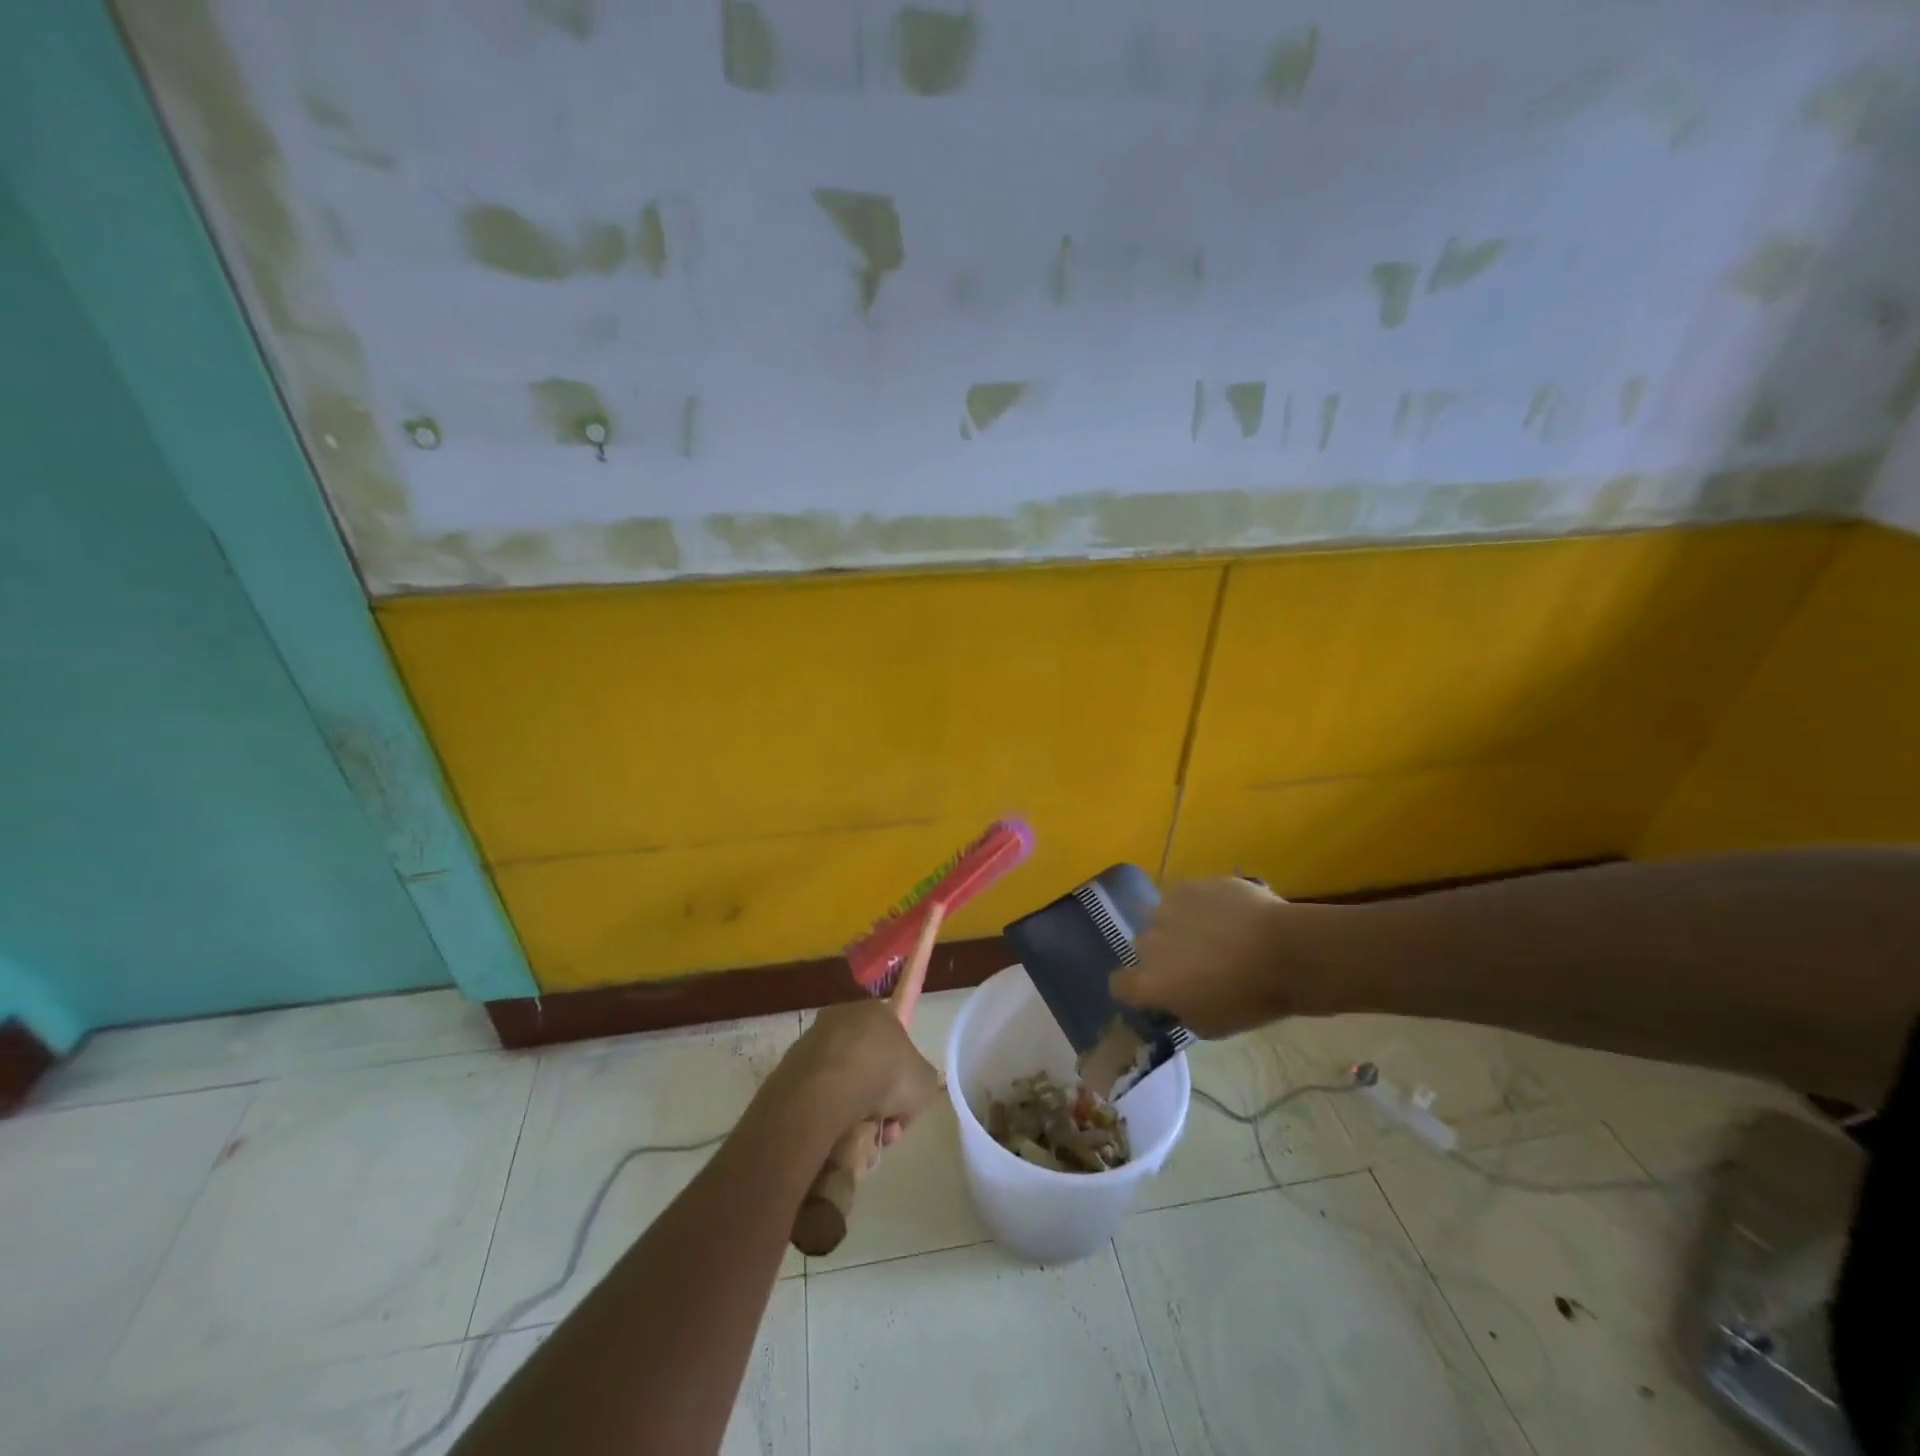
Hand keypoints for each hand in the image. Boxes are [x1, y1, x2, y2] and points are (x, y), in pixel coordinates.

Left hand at [777, 1000, 940, 1145]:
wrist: (827, 1089)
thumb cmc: (885, 1076)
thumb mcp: (925, 1083)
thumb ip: (922, 1083)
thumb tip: (907, 1094)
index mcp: (877, 1010)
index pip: (895, 1038)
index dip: (901, 1073)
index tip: (901, 1100)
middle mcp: (844, 1016)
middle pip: (868, 1062)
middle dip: (878, 1096)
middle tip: (884, 1125)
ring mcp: (814, 1039)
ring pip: (843, 1080)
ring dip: (854, 1108)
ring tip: (860, 1136)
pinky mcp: (791, 1064)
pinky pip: (819, 1092)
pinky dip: (828, 1111)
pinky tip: (836, 1133)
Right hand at [1111, 877, 1313, 1038]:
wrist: (1288, 952)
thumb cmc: (1251, 999)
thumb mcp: (1210, 1025)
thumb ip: (1181, 1009)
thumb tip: (1176, 998)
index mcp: (1149, 981)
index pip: (1119, 985)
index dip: (1134, 988)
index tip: (1157, 991)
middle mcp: (1147, 941)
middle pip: (1144, 948)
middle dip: (1163, 954)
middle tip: (1196, 963)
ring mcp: (1166, 908)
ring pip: (1162, 918)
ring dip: (1178, 926)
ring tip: (1213, 933)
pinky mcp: (1189, 884)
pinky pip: (1185, 896)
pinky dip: (1199, 905)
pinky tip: (1227, 913)